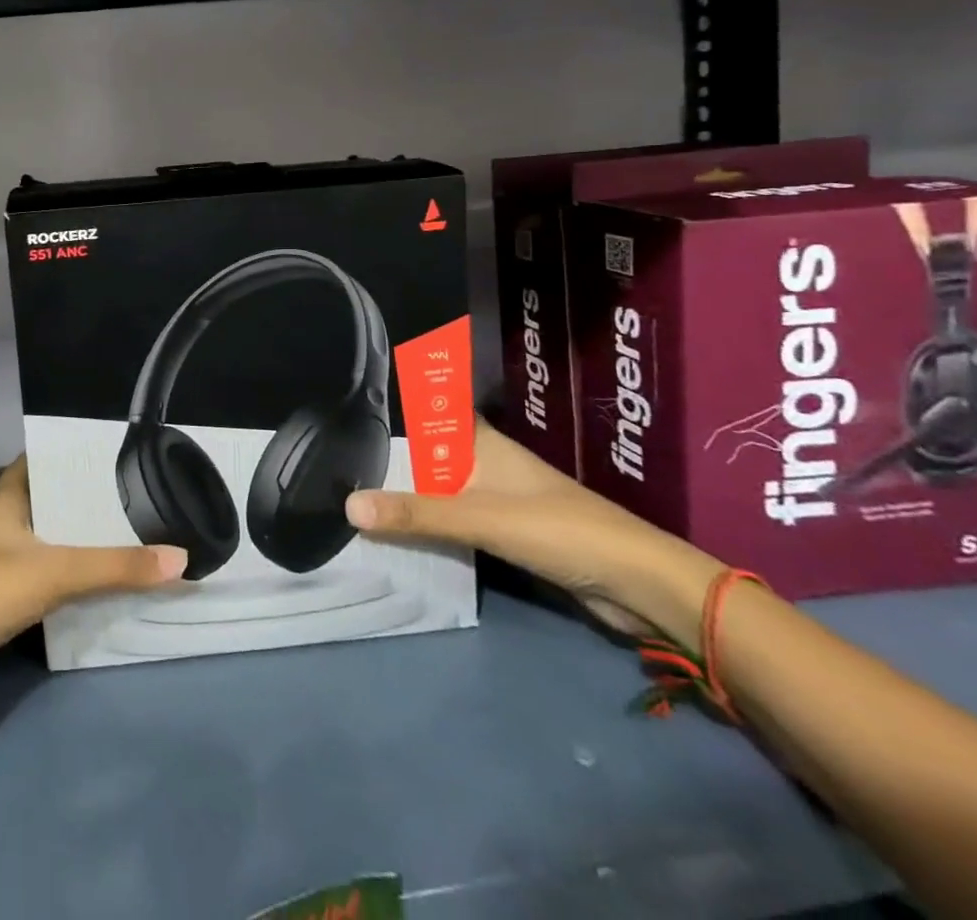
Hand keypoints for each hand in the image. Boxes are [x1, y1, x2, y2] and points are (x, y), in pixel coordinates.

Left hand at [0, 458, 186, 710]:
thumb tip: (179, 558)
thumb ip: (115, 568)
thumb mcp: (56, 573)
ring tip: (108, 544)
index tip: (97, 456)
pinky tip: (76, 593)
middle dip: (71, 505)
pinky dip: (50, 582)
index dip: (59, 457)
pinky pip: (26, 581)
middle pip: (35, 505)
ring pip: (31, 545)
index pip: (30, 465)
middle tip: (119, 503)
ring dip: (62, 546)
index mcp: (1, 504)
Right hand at [345, 418, 722, 640]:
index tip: (359, 390)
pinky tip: (399, 530)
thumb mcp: (478, 518)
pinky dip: (429, 522)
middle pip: (430, 449)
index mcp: (482, 442)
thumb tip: (347, 505)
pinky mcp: (508, 533)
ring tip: (354, 487)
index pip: (434, 405)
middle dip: (392, 450)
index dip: (403, 393)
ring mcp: (498, 498)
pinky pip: (454, 519)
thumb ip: (415, 514)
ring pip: (441, 486)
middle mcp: (486, 463)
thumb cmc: (558, 529)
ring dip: (409, 490)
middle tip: (339, 446)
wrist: (637, 585)